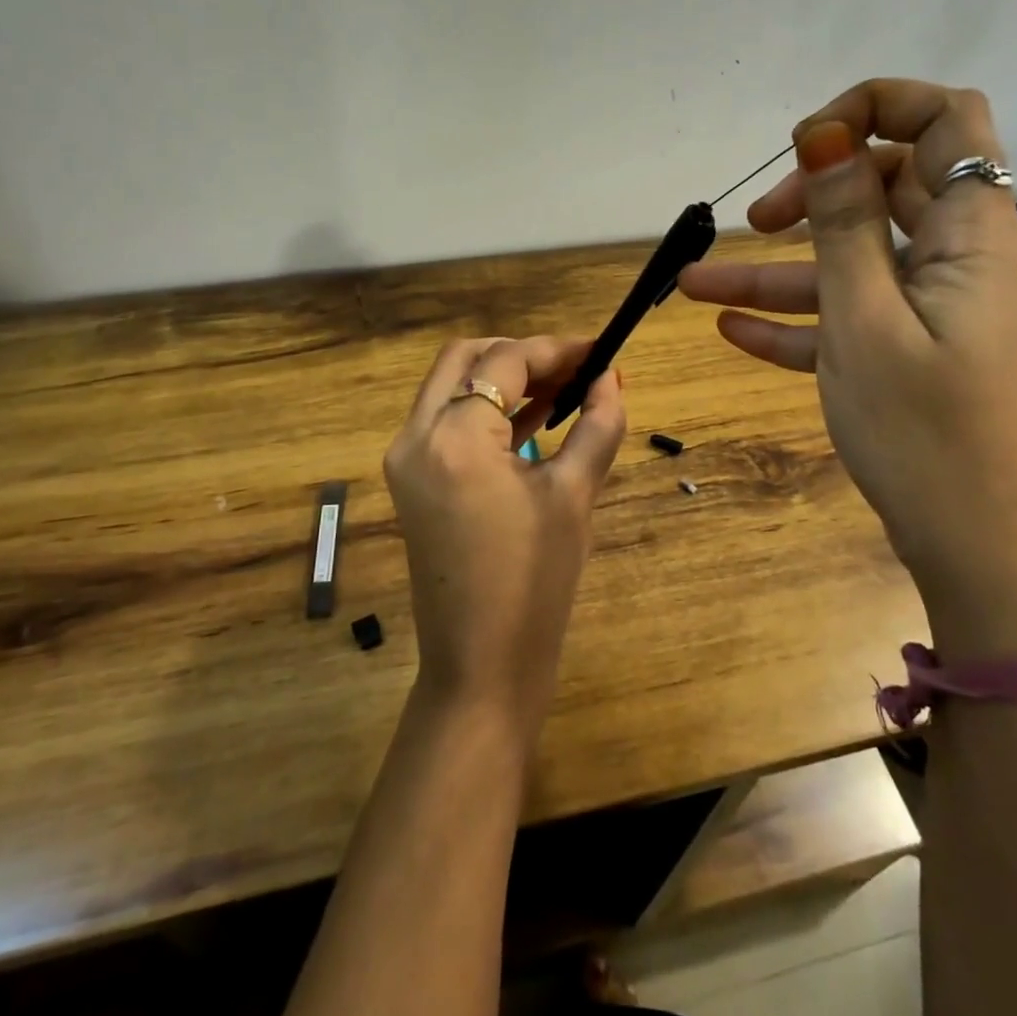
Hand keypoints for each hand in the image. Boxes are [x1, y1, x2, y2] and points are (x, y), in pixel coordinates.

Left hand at [383, 337, 626, 744]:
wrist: (479, 666)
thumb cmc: (534, 585)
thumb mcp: (574, 497)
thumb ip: (597, 426)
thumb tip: (612, 379)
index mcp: (455, 437)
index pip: (505, 362)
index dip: (556, 349)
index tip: (599, 351)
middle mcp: (416, 435)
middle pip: (465, 358)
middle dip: (521, 354)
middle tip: (574, 368)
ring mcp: (404, 458)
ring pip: (450, 385)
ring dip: (501, 378)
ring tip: (562, 389)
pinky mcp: (409, 480)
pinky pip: (444, 420)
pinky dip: (483, 408)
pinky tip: (532, 419)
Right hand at [680, 81, 1016, 623]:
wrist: (972, 546)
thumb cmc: (922, 431)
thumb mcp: (865, 319)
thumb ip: (844, 223)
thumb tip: (826, 134)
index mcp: (971, 237)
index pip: (946, 122)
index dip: (876, 109)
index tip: (806, 143)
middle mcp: (958, 262)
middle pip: (886, 190)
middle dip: (813, 195)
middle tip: (756, 222)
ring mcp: (932, 311)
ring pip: (851, 264)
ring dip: (777, 271)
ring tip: (695, 287)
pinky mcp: (909, 353)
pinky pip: (848, 319)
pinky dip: (796, 322)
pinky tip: (731, 333)